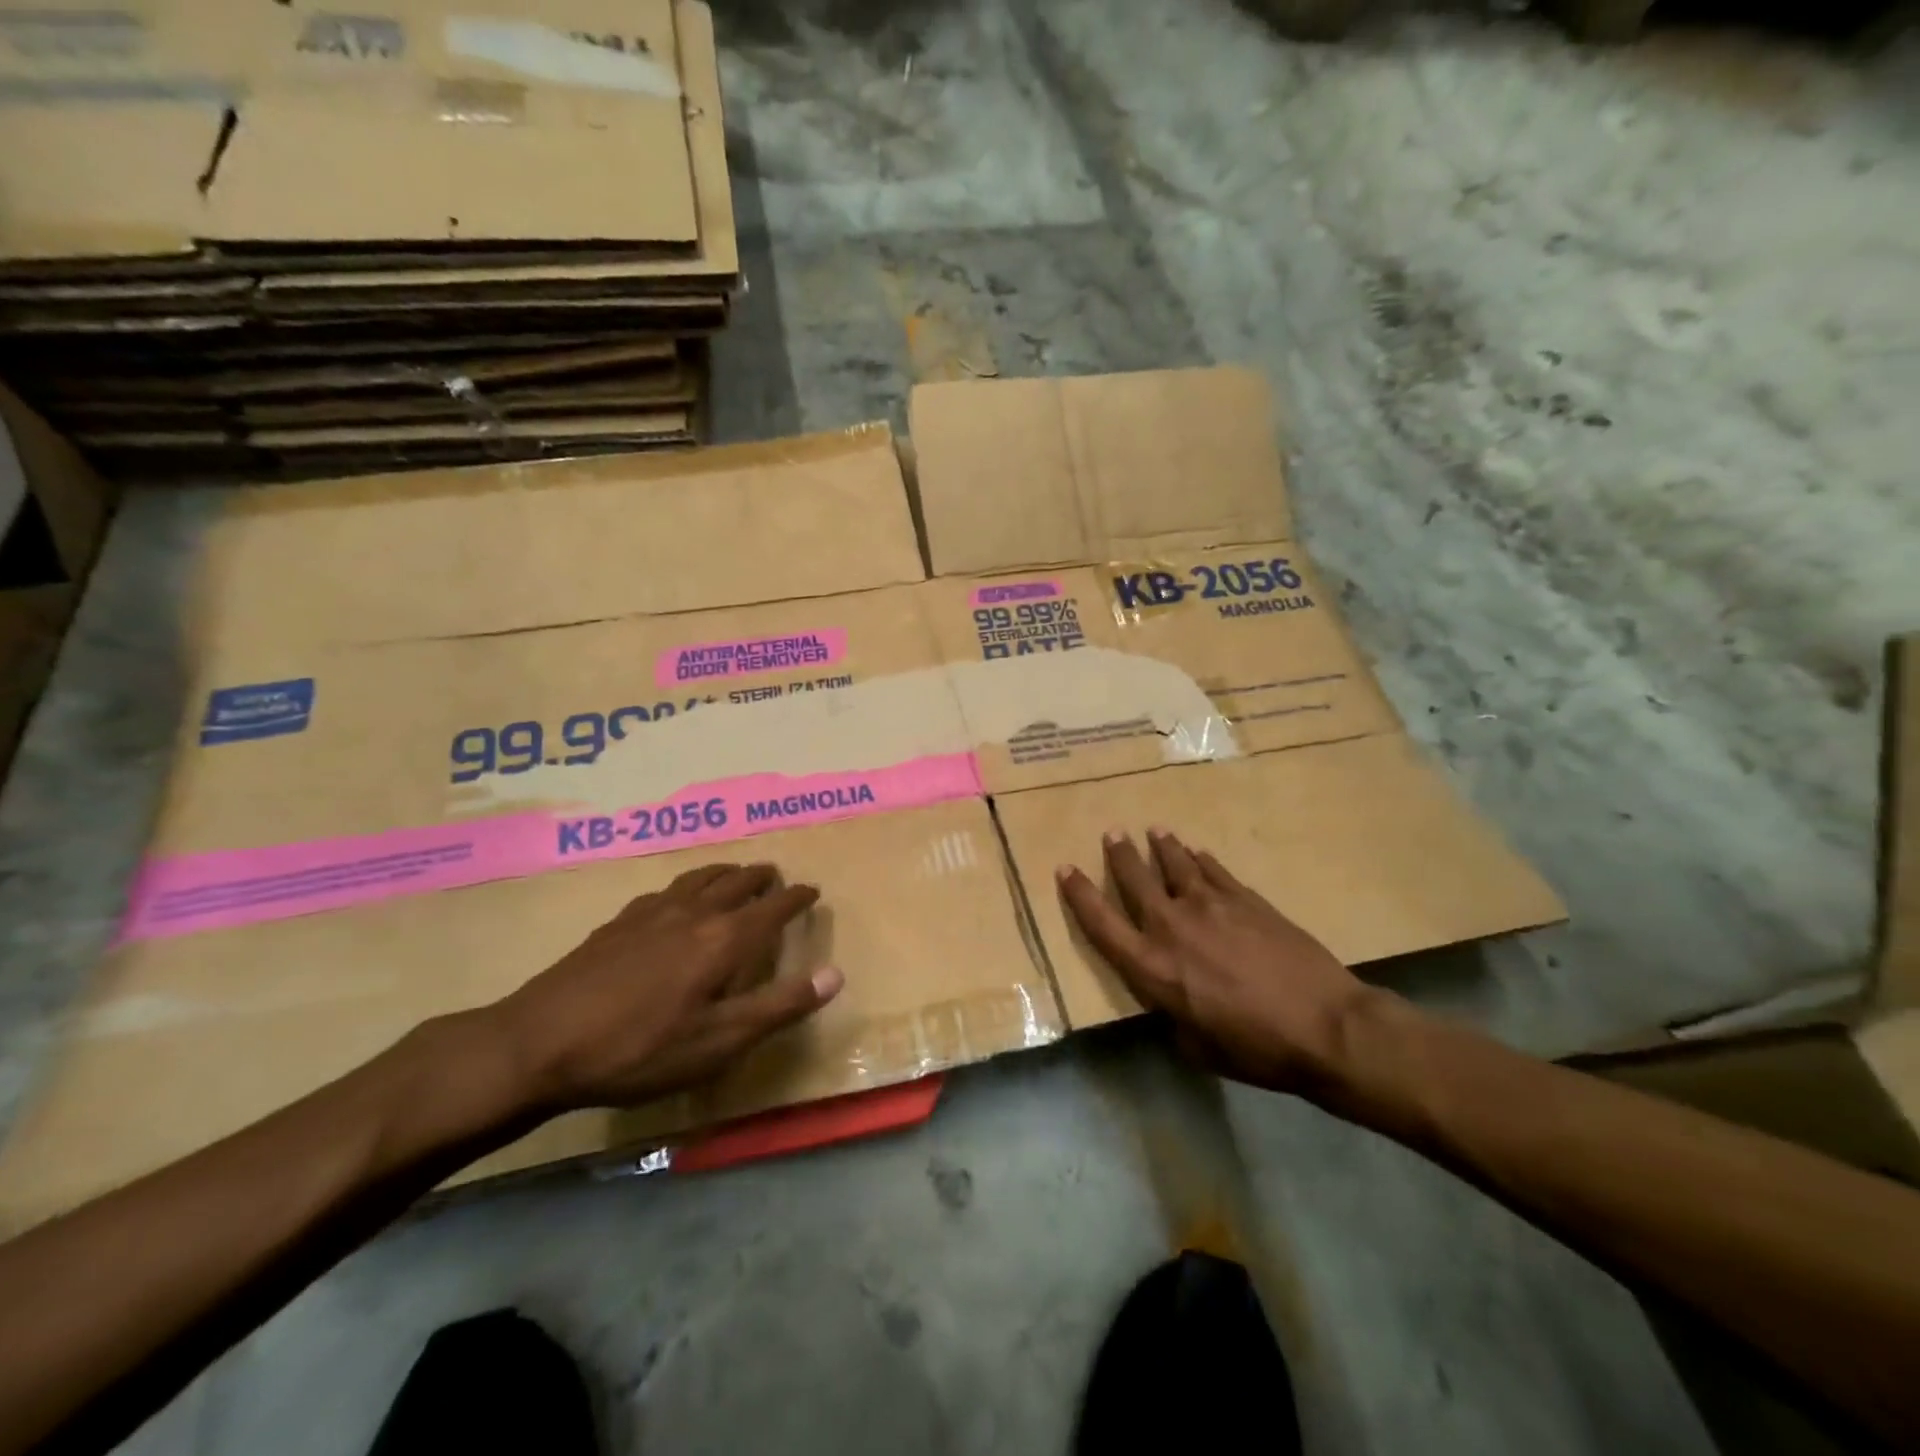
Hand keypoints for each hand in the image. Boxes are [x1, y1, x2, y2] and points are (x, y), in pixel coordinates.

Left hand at [486, 863, 841, 1114]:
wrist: (539, 1043)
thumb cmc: (639, 1049)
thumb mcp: (719, 1041)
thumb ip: (779, 1006)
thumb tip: (835, 974)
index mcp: (723, 939)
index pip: (773, 907)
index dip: (796, 897)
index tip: (812, 890)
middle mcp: (693, 913)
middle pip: (736, 882)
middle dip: (761, 877)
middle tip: (775, 877)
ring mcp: (651, 913)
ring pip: (699, 878)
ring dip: (724, 872)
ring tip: (734, 873)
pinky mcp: (618, 922)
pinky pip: (665, 889)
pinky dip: (686, 886)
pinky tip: (674, 899)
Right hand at [1056, 828, 1377, 1092]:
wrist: (1324, 1024)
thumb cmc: (1255, 1048)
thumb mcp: (1197, 1046)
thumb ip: (1172, 1015)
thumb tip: (1170, 1002)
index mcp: (1151, 967)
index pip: (1101, 923)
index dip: (1079, 894)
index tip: (1065, 869)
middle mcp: (1171, 926)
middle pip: (1136, 880)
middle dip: (1120, 855)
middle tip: (1113, 834)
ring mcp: (1210, 905)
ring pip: (1175, 864)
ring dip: (1162, 847)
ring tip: (1154, 831)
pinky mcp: (1245, 899)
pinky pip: (1214, 870)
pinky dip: (1201, 860)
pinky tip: (1198, 852)